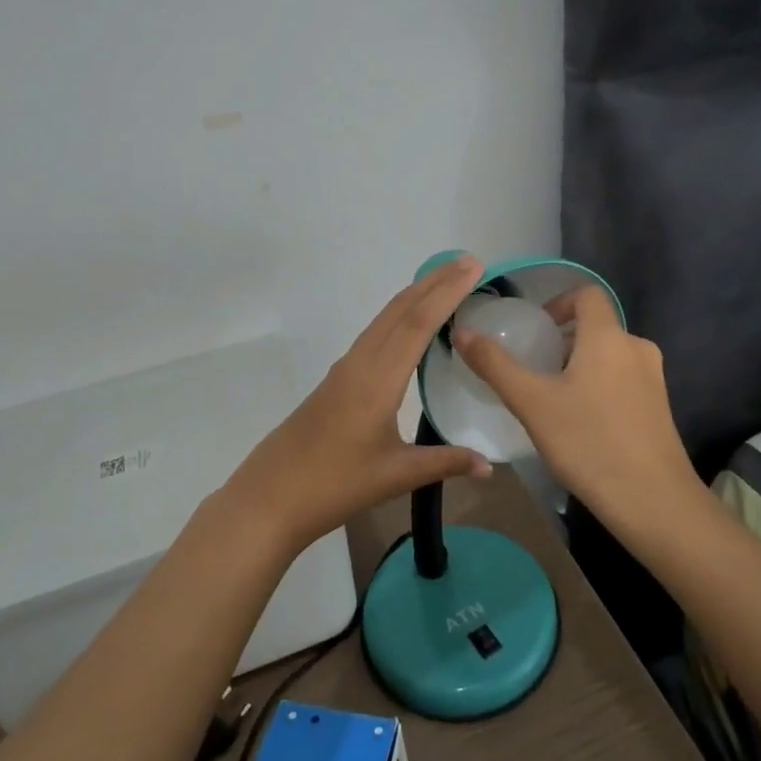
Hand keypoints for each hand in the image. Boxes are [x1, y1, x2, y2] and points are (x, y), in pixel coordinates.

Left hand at [218, 256, 493, 550]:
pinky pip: (374, 335)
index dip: (447, 292)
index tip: (473, 266)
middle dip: (434, 282)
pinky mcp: (336, 380)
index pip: (417, 324)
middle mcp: (360, 363)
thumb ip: (445, 463)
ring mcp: (345, 369)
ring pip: (384, 320)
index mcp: (377, 380)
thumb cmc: (335, 485)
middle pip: (399, 310)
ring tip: (446, 283)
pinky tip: (410, 327)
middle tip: (467, 262)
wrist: (270, 497)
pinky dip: (399, 317)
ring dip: (415, 296)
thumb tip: (489, 465)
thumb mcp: (396, 476)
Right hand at [453, 284, 696, 524]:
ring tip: (554, 398)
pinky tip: (582, 423)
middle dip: (564, 340)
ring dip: (581, 364)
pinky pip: (624, 380)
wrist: (653, 502)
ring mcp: (654, 379)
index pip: (587, 294)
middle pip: (597, 326)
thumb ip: (494, 365)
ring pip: (610, 355)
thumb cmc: (588, 443)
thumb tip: (462, 331)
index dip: (559, 303)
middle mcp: (637, 348)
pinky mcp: (660, 408)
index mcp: (608, 337)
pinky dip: (600, 386)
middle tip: (535, 368)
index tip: (536, 330)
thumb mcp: (532, 403)